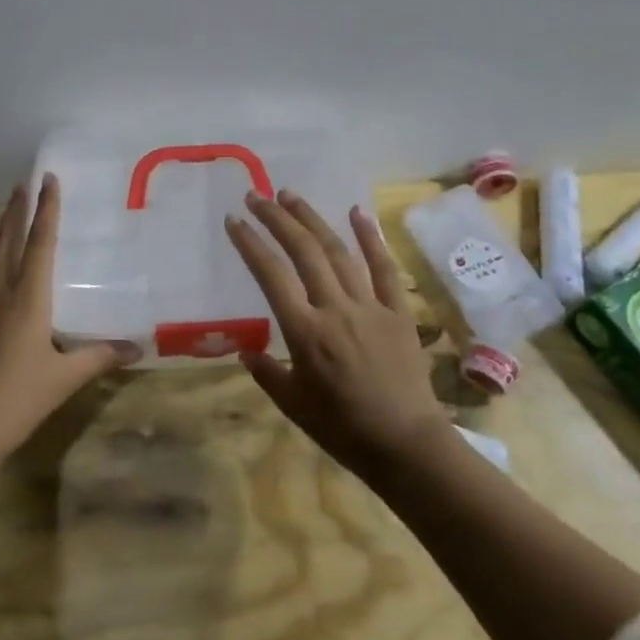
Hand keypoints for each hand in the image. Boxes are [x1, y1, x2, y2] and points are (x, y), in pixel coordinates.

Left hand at [0, 173, 138, 463]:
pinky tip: (7, 276)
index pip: (39, 244)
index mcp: (26, 300)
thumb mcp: (64, 378)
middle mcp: (1, 296)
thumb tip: (136, 348)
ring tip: (12, 215)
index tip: (47, 179)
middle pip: (7, 242)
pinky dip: (0, 263)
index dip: (46, 211)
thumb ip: (98, 358)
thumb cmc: (16, 398)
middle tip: (22, 183)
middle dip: (16, 211)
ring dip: (4, 233)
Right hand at [225, 189, 444, 469]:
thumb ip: (266, 372)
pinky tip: (356, 212)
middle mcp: (335, 309)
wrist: (406, 444)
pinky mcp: (398, 310)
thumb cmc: (342, 429)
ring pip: (338, 252)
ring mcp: (370, 306)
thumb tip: (245, 350)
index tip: (234, 220)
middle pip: (303, 252)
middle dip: (278, 219)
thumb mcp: (292, 405)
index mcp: (305, 333)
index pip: (271, 276)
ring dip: (313, 220)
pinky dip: (370, 237)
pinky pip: (383, 268)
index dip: (250, 244)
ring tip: (291, 196)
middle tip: (257, 195)